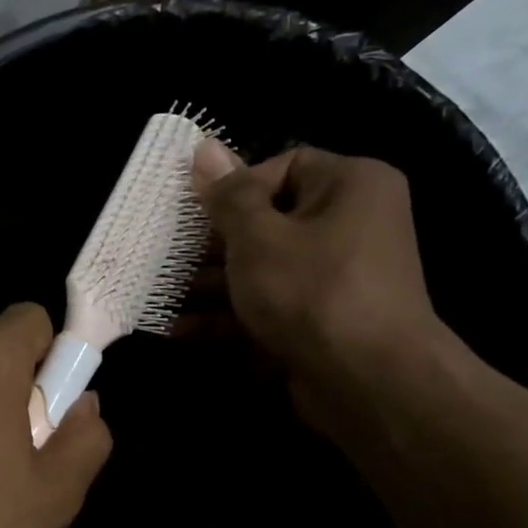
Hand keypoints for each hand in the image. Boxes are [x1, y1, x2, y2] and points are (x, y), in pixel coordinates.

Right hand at [191, 140, 447, 433]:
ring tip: (160, 295)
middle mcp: (349, 224)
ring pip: (261, 269)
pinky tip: (177, 329)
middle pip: (266, 222)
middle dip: (210, 245)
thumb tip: (203, 147)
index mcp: (349, 186)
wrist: (367, 381)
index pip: (284, 166)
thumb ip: (227, 196)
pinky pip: (267, 306)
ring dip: (209, 285)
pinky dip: (227, 316)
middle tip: (166, 257)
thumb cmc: (311, 291)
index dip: (234, 188)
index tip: (196, 216)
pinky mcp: (318, 320)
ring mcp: (333, 278)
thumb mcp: (257, 237)